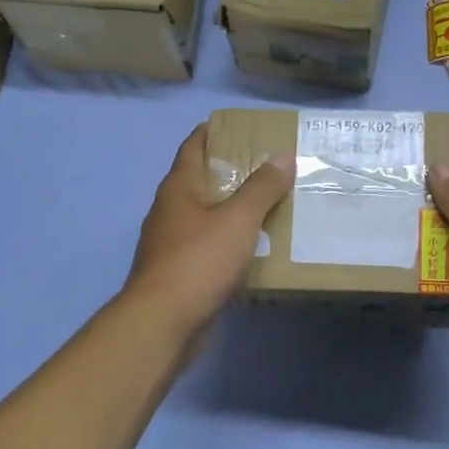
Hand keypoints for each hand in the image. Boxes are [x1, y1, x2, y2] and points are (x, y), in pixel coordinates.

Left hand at [125, 125, 292, 334]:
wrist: (164, 322)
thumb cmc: (199, 261)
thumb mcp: (238, 219)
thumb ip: (262, 187)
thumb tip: (283, 155)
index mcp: (178, 188)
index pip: (193, 146)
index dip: (213, 132)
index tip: (240, 127)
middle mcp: (170, 210)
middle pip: (200, 180)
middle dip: (230, 171)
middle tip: (268, 166)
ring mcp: (171, 243)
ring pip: (205, 216)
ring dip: (232, 209)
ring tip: (269, 205)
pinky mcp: (179, 272)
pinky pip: (208, 247)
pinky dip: (229, 241)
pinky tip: (253, 248)